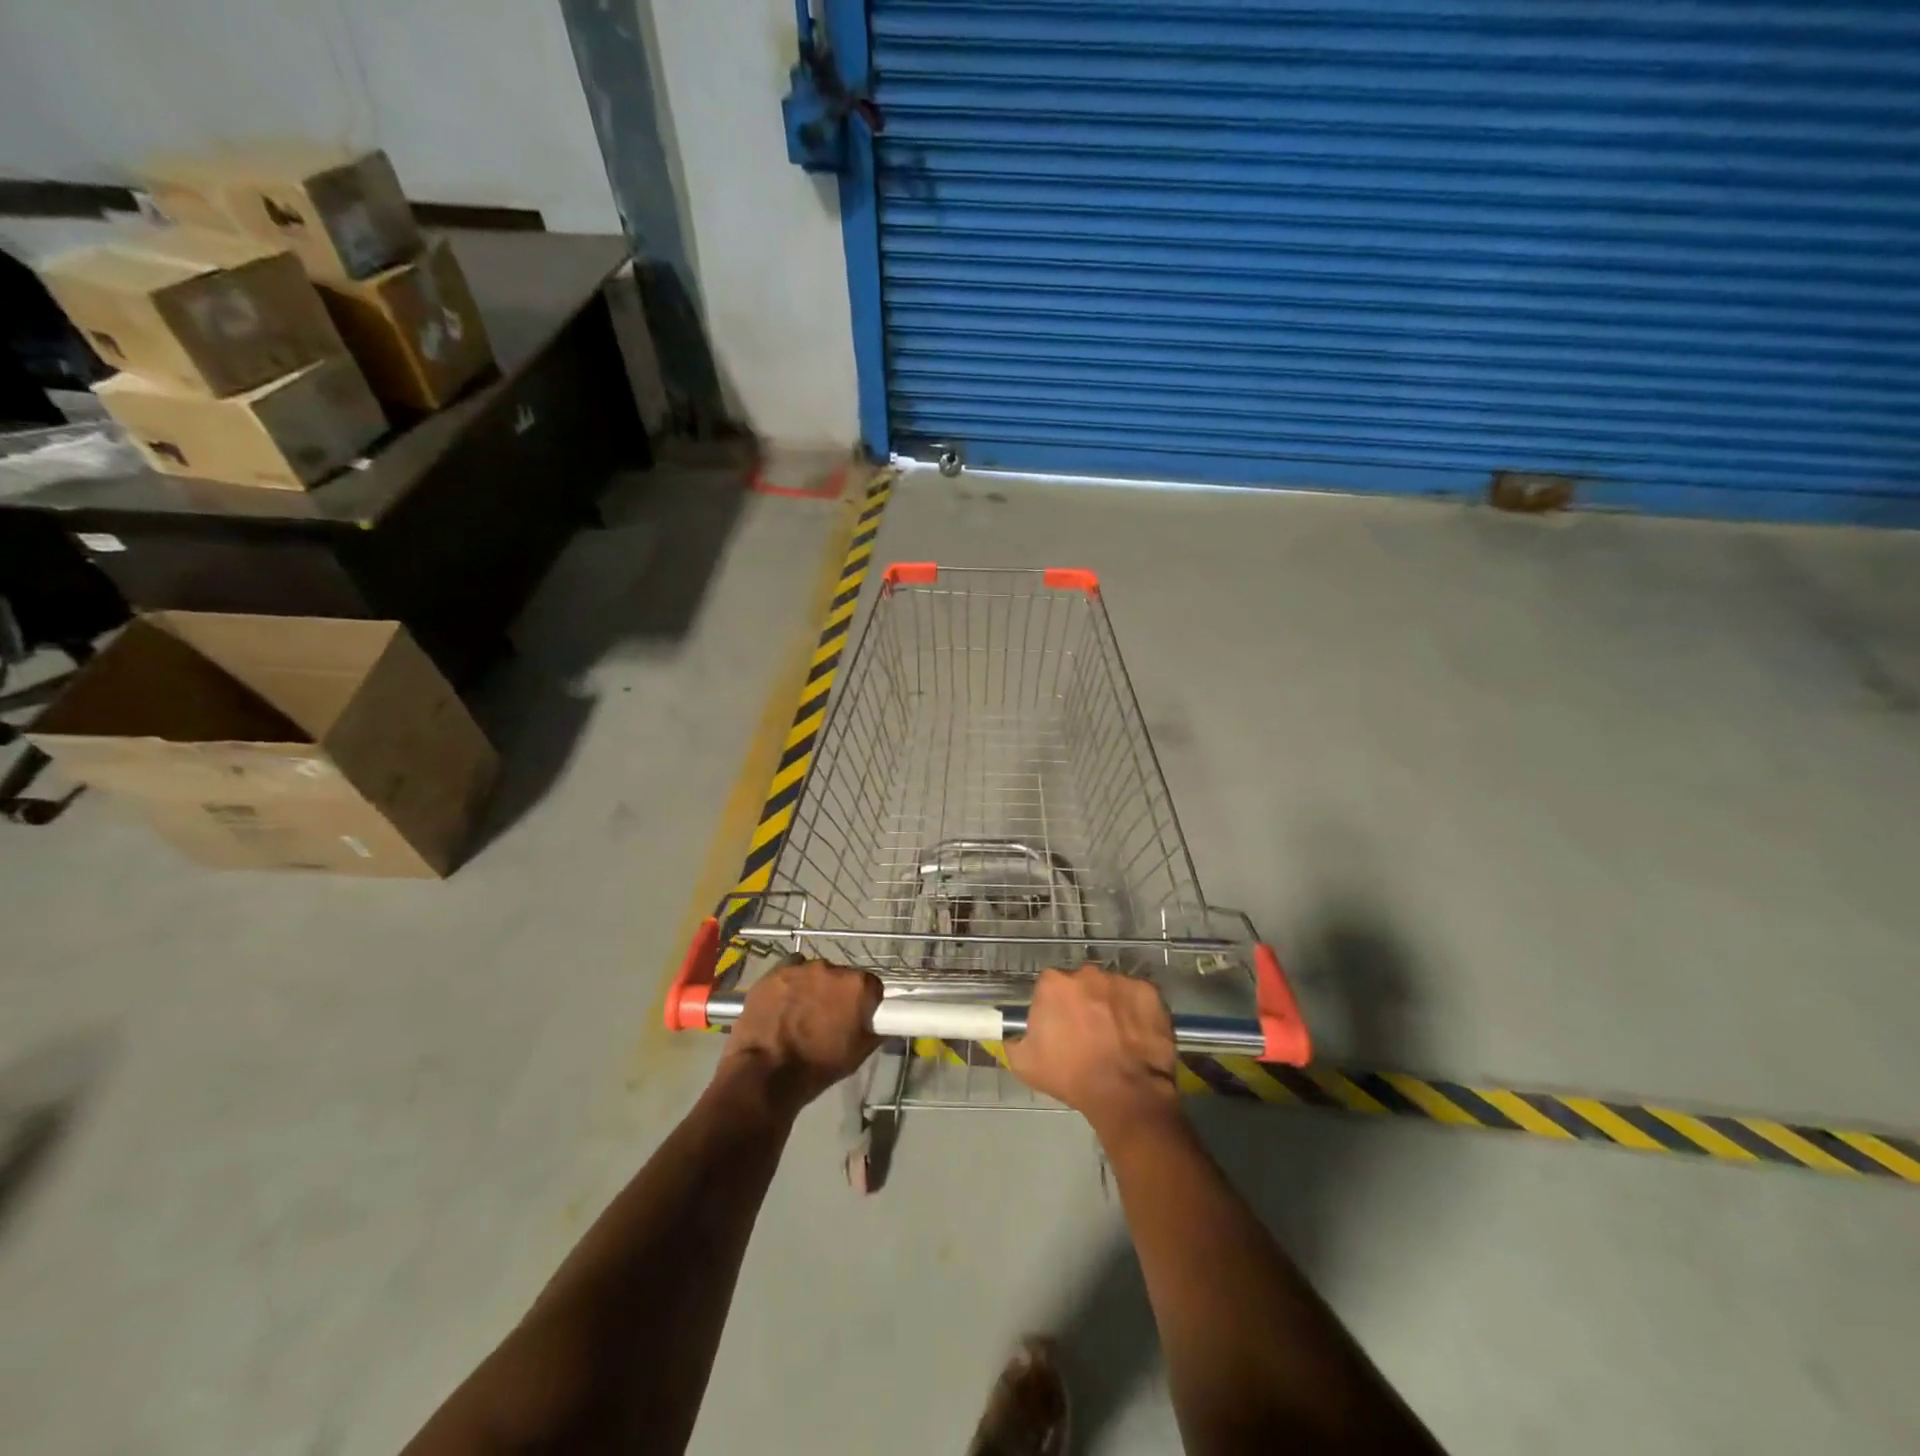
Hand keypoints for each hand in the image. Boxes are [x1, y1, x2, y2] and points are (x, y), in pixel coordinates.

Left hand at [719, 957, 881, 1115]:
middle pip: (842, 977)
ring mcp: (800, 968)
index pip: (872, 986)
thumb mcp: (859, 1054)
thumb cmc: (818, 1066)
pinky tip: (784, 1002)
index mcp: (858, 985)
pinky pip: (790, 970)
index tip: (858, 1018)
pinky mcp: (774, 972)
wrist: (766, 1073)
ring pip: (815, 973)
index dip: (866, 1003)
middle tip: (829, 1019)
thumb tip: (881, 1022)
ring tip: (802, 1014)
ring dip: (814, 988)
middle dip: (838, 994)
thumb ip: (876, 1030)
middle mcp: (832, 968)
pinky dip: (790, 983)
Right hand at [1006, 964, 1180, 1132]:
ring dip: (1109, 1006)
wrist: (1125, 1093)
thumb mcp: (1024, 1064)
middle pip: (1080, 984)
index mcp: (1053, 984)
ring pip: (1109, 989)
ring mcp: (1120, 980)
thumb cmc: (1071, 1076)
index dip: (1053, 1008)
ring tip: (1115, 1037)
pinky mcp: (1149, 992)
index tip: (1059, 1029)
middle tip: (1088, 1034)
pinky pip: (1137, 998)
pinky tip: (1136, 1035)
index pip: (1049, 988)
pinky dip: (1136, 1012)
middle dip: (1082, 1003)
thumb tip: (1016, 1034)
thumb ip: (1015, 1040)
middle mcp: (1086, 973)